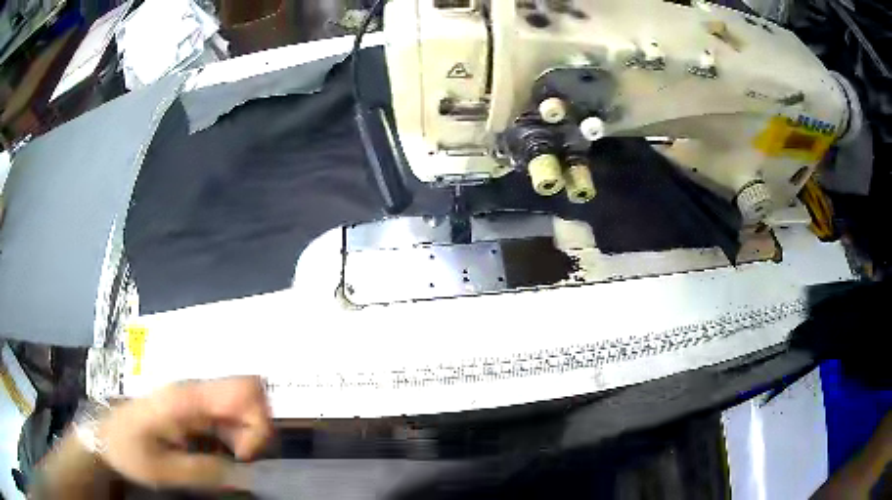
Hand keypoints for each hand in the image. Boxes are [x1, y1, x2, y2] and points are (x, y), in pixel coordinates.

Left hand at [98, 376, 272, 489]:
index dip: (257, 425)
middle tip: (239, 461)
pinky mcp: (193, 407)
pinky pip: (230, 415)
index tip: (243, 458)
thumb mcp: (164, 471)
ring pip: (243, 405)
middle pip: (251, 394)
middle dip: (256, 431)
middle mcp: (195, 390)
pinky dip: (237, 437)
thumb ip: (205, 471)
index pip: (246, 390)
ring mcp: (194, 397)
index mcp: (186, 398)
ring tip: (226, 461)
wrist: (105, 437)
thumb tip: (247, 474)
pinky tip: (219, 453)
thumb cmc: (128, 450)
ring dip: (247, 436)